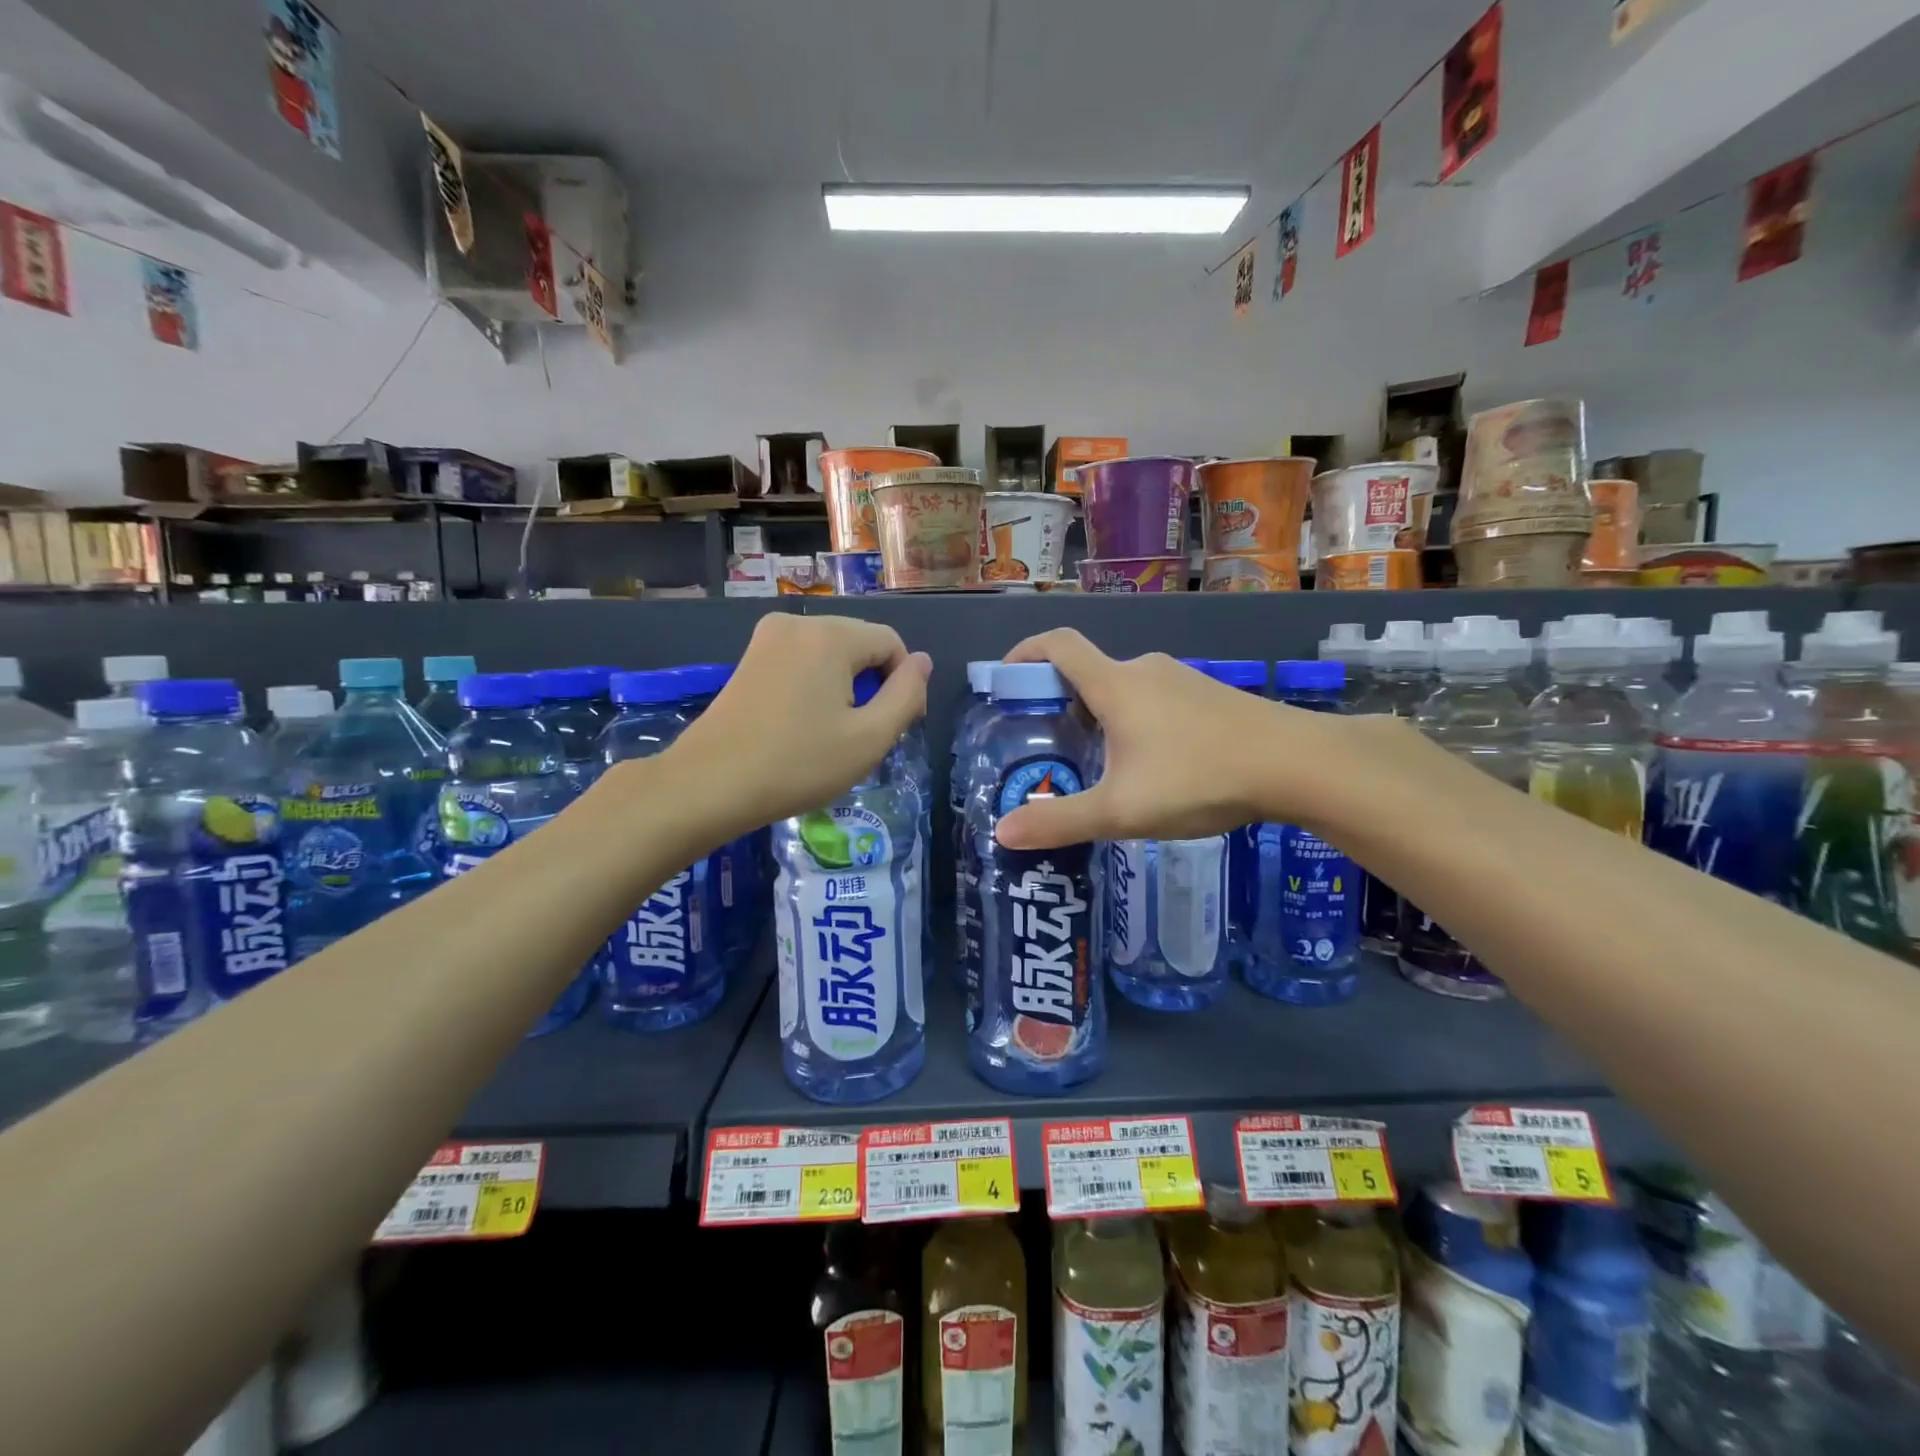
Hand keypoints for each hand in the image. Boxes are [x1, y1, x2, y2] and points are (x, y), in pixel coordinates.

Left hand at [670, 613, 929, 832]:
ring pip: (831, 654)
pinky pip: (802, 661)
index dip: (904, 683)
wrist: (710, 784)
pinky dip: (815, 686)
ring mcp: (767, 638)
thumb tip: (922, 662)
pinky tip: (804, 725)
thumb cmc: (798, 764)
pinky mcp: (749, 658)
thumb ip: (906, 695)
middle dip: (872, 684)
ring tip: (833, 734)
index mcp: (831, 635)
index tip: (893, 728)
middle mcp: (798, 623)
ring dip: (845, 687)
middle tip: (862, 736)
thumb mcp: (869, 738)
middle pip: (860, 644)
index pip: (891, 643)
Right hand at [993, 629, 1342, 849]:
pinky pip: (1156, 701)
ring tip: (1098, 765)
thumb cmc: (1199, 778)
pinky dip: (1135, 722)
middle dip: (1060, 701)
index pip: (1057, 645)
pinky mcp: (1211, 697)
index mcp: (1115, 685)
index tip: (1005, 678)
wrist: (1298, 764)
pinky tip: (1152, 767)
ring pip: (1124, 689)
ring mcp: (1183, 680)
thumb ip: (1060, 821)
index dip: (1024, 653)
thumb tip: (1002, 833)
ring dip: (1100, 715)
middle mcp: (1145, 670)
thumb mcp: (1121, 810)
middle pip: (1088, 672)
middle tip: (1049, 745)